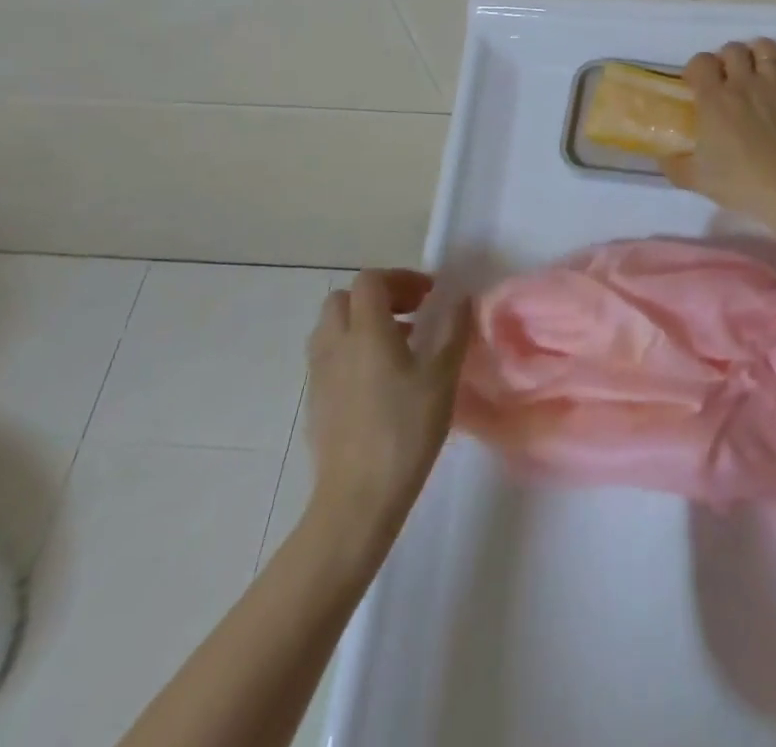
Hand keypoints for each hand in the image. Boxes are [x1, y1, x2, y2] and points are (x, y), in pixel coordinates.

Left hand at [300, 270, 470, 543]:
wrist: (357, 498)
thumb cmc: (405, 430)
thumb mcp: (442, 377)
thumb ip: (453, 331)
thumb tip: (460, 298)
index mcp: (366, 330)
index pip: (370, 280)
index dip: (400, 279)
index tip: (429, 296)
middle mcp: (335, 343)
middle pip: (344, 298)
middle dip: (377, 297)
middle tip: (411, 315)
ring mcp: (319, 373)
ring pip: (332, 327)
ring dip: (362, 323)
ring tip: (398, 346)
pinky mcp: (315, 400)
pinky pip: (329, 356)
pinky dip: (351, 350)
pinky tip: (380, 380)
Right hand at [662, 38, 775, 220]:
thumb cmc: (738, 182)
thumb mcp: (695, 179)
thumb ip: (674, 165)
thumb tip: (662, 156)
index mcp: (714, 98)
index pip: (700, 61)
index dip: (697, 68)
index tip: (697, 84)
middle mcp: (743, 83)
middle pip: (733, 49)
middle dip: (728, 58)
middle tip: (728, 77)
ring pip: (767, 48)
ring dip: (761, 54)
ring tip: (759, 69)